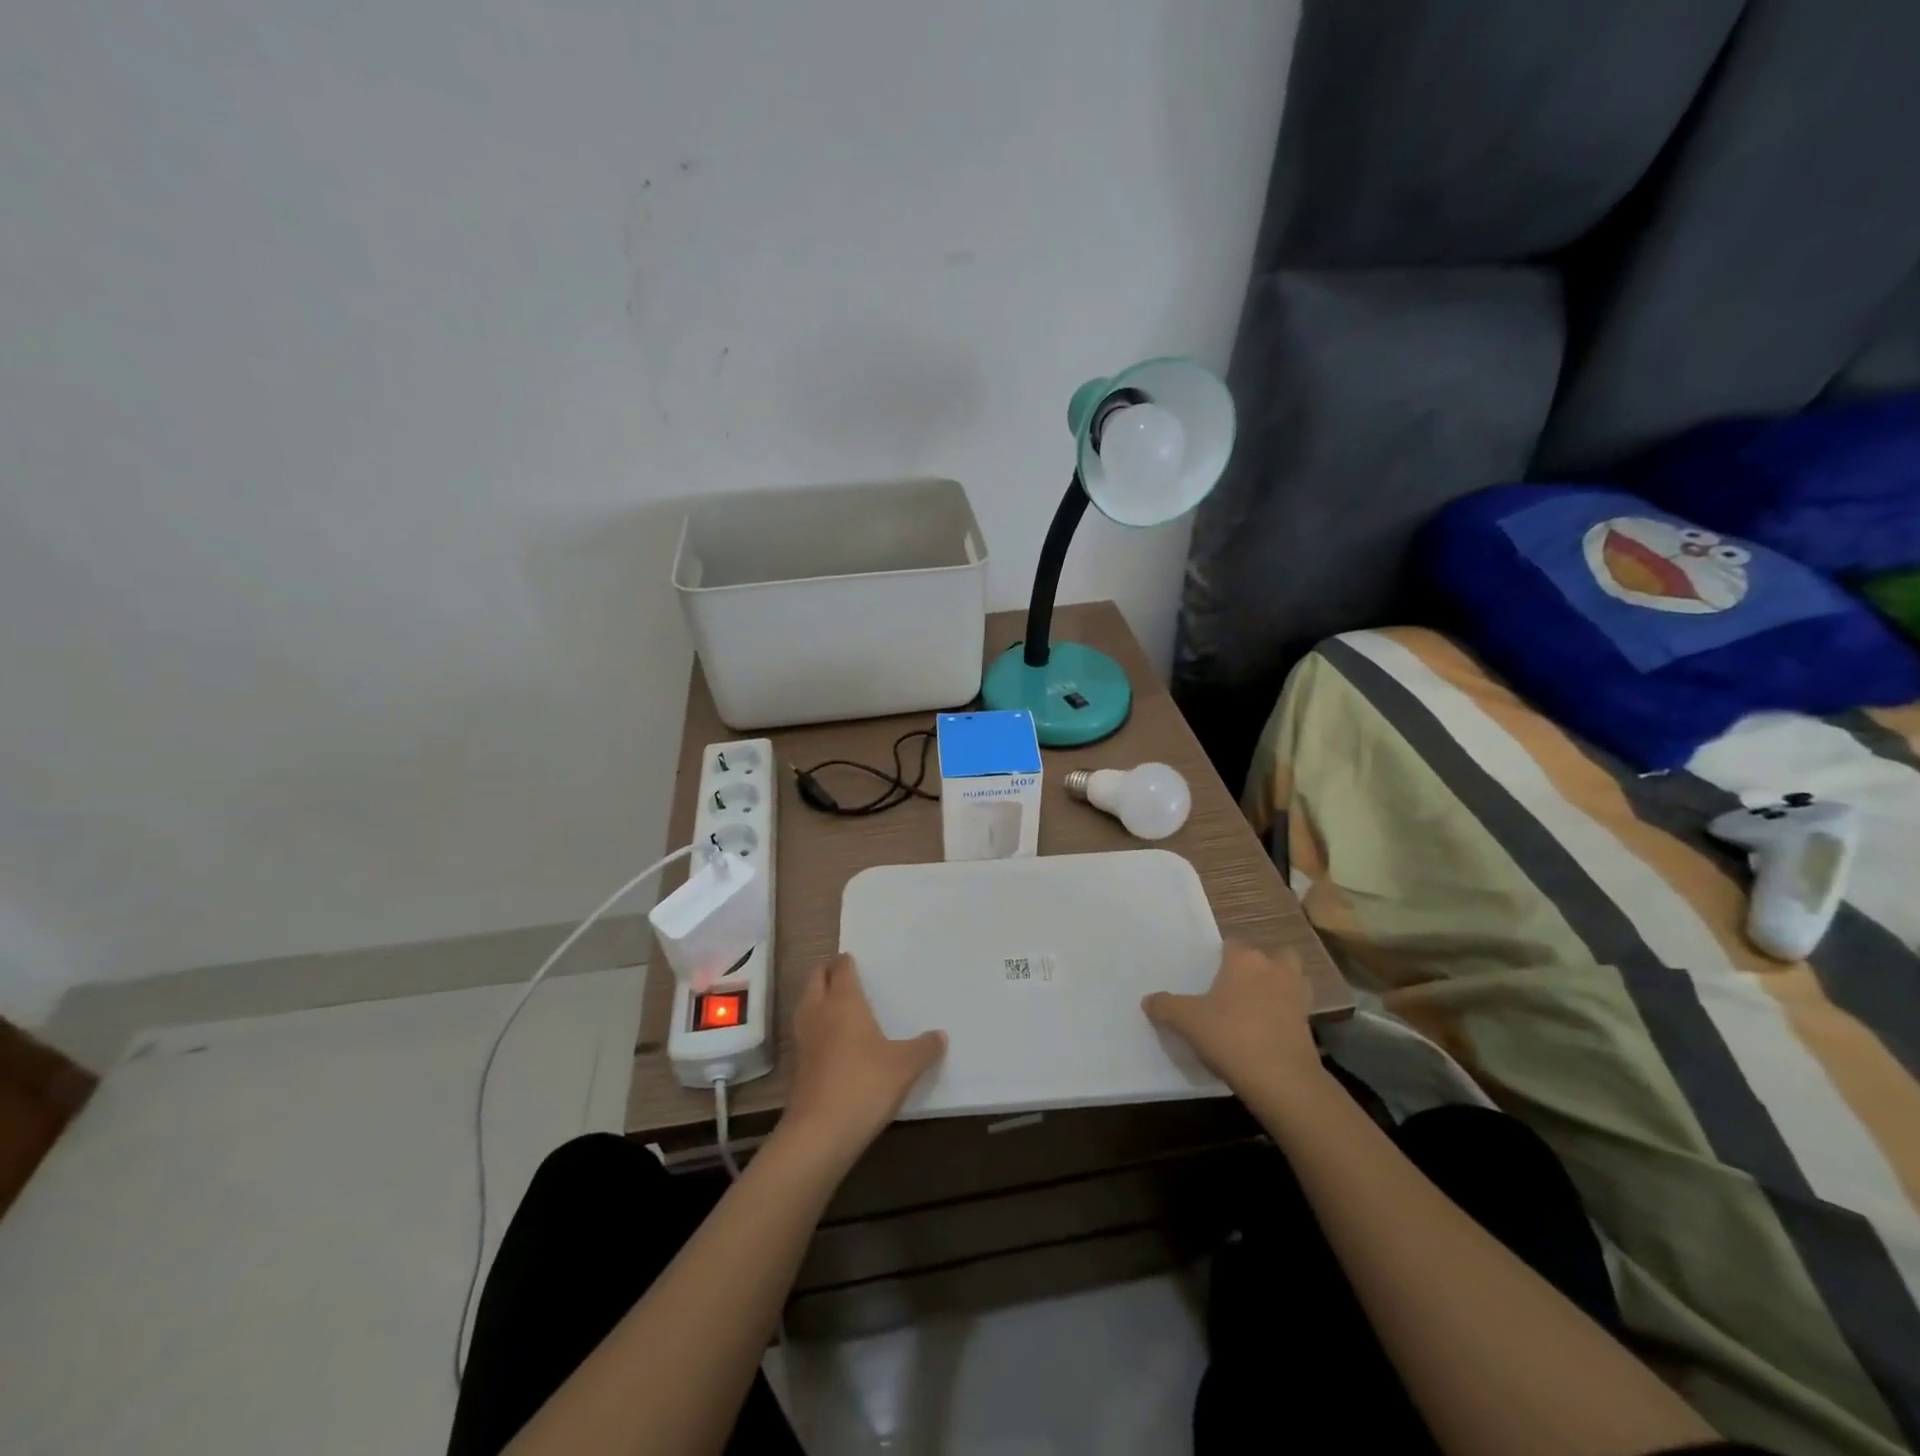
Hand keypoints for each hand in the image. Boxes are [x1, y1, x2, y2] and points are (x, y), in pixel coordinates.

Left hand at [780, 954, 945, 1169]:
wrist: (820, 1132)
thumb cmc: (865, 1084)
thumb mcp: (905, 1066)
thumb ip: (924, 1048)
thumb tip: (941, 1035)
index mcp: (844, 1001)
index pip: (841, 968)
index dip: (847, 961)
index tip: (856, 959)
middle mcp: (819, 1012)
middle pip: (816, 979)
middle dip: (828, 973)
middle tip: (846, 975)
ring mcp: (804, 1038)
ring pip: (806, 1004)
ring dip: (818, 998)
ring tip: (838, 1004)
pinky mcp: (797, 1065)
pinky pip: (805, 1031)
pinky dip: (816, 1026)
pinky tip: (832, 1041)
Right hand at [1143, 943, 1320, 1095]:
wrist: (1282, 1080)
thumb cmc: (1230, 1037)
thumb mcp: (1187, 1022)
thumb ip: (1165, 1007)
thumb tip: (1148, 1000)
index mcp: (1244, 960)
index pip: (1233, 943)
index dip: (1222, 955)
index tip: (1210, 972)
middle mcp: (1274, 969)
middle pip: (1272, 955)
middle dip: (1260, 965)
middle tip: (1238, 984)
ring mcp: (1297, 995)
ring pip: (1292, 977)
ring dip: (1279, 985)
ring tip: (1258, 1003)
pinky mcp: (1310, 1023)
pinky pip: (1297, 1007)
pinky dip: (1287, 1013)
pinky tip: (1269, 1028)